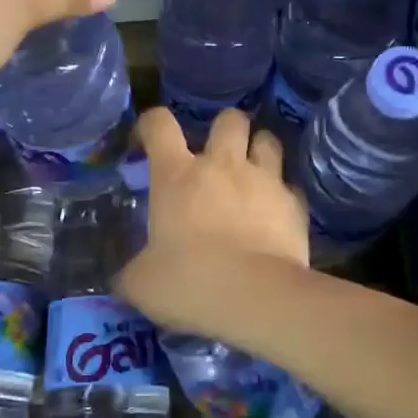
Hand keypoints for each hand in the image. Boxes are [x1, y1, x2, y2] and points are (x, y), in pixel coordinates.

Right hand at [119, 107, 309, 323]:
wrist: (257, 298)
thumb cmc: (190, 282)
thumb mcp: (143, 284)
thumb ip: (132, 272)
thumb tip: (123, 278)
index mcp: (177, 175)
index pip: (159, 124)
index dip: (151, 124)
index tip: (148, 140)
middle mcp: (222, 165)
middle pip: (229, 119)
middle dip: (224, 129)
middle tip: (217, 155)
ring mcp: (264, 180)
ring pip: (268, 140)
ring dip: (258, 150)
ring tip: (252, 172)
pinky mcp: (295, 204)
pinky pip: (290, 186)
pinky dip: (282, 195)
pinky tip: (275, 214)